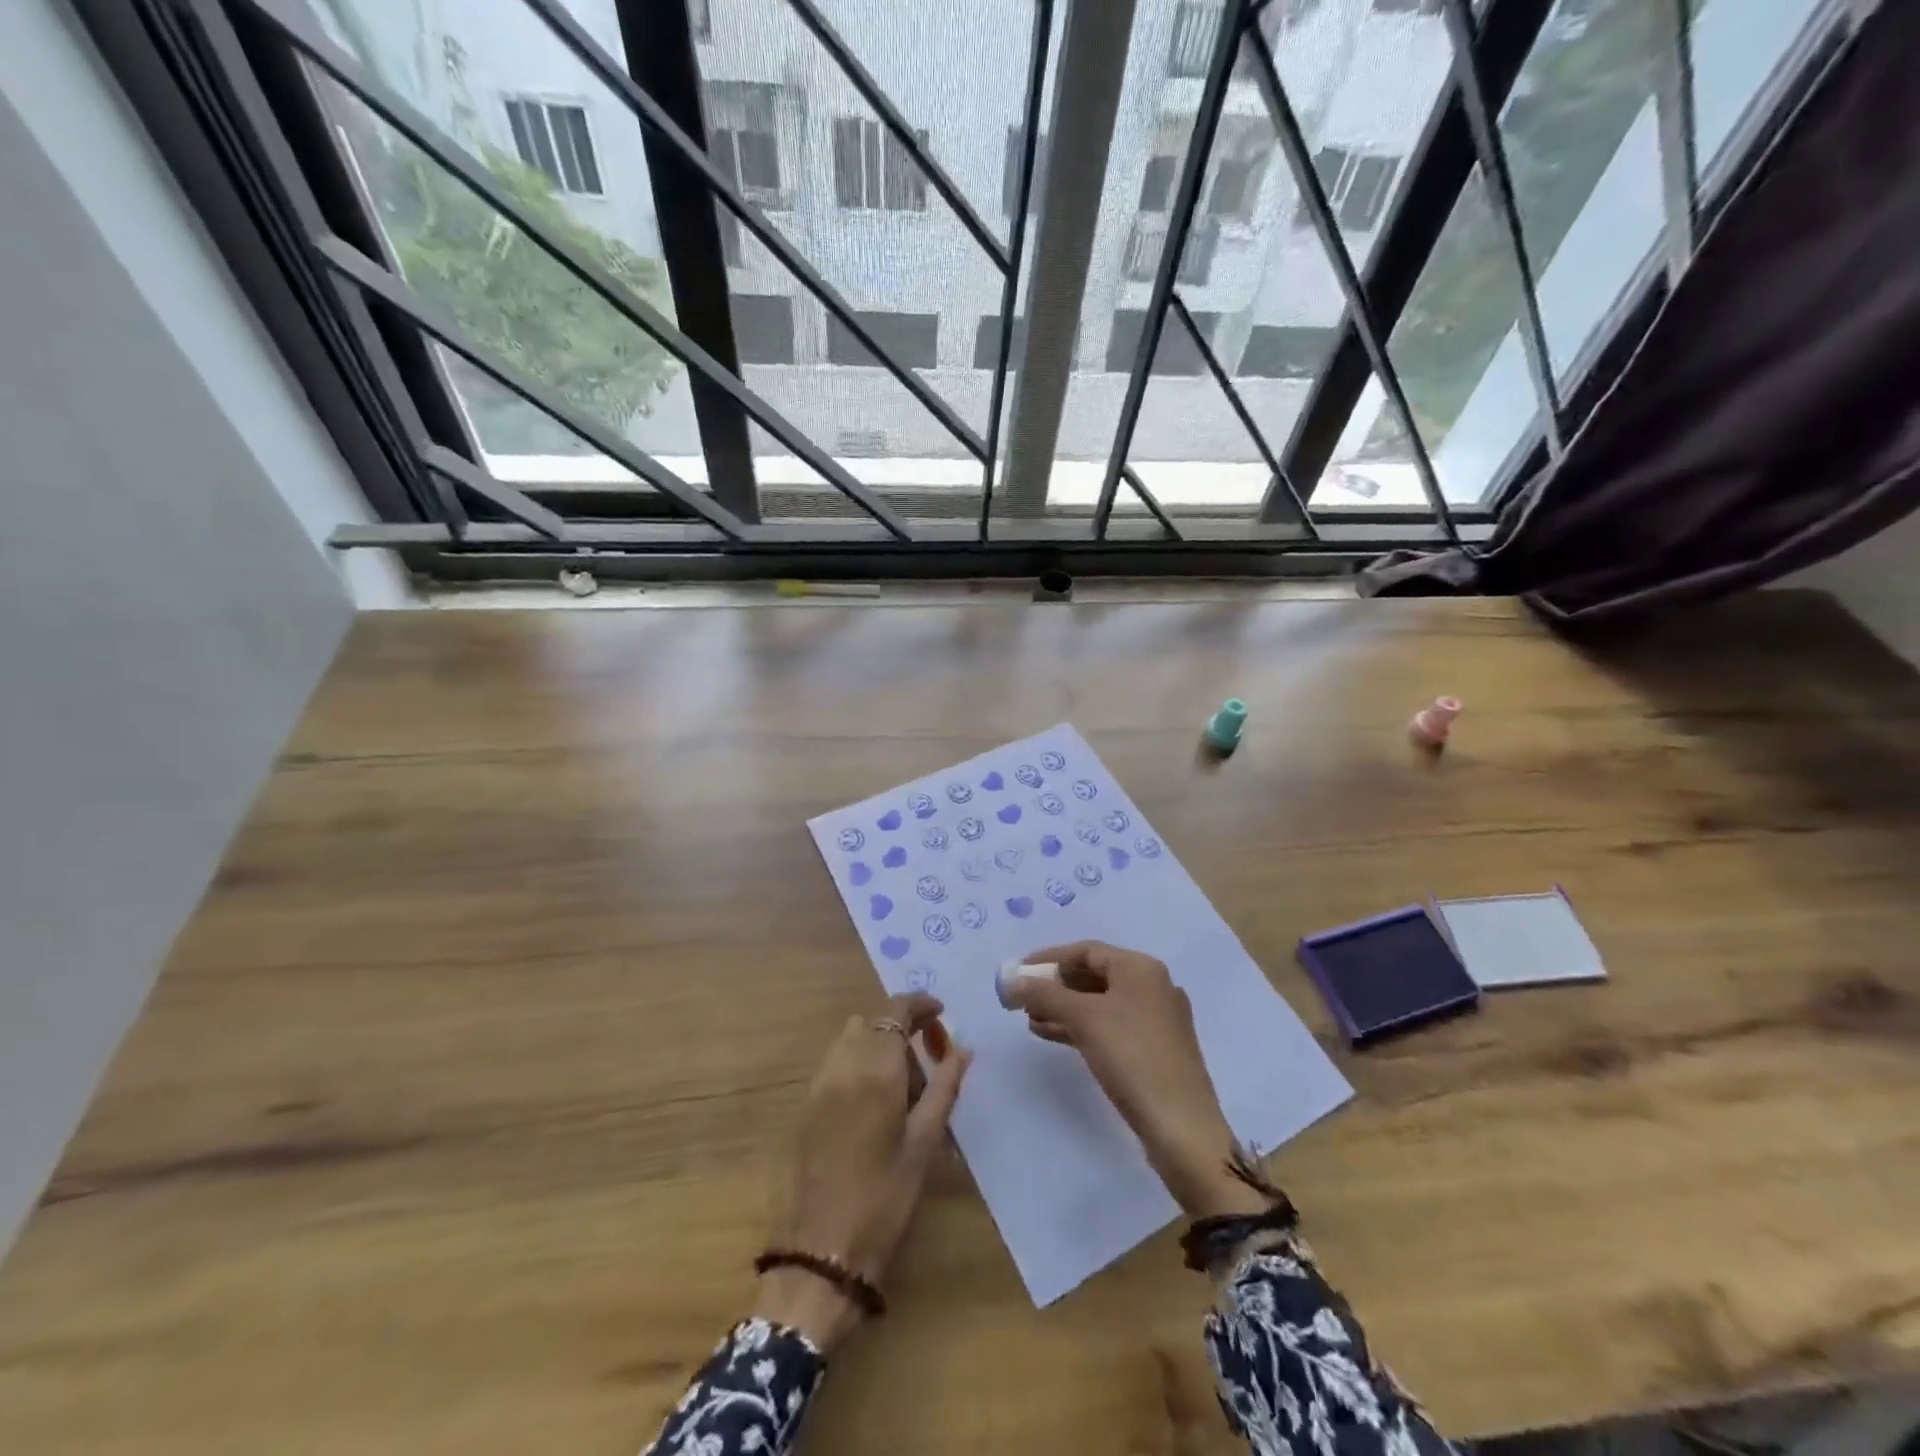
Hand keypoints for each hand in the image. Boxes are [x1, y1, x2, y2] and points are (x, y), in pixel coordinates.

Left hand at [755, 993, 970, 1349]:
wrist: (819, 1252)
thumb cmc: (884, 1198)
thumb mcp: (924, 1143)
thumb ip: (945, 1088)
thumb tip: (962, 1050)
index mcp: (876, 1068)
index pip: (896, 1011)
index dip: (920, 1005)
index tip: (942, 1015)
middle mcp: (843, 1064)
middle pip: (874, 1022)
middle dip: (903, 1031)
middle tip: (929, 1067)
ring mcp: (819, 1084)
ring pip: (852, 1040)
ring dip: (879, 1046)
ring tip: (903, 1089)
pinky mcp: (806, 1105)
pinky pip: (836, 1063)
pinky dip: (858, 1064)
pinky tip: (875, 1105)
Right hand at [1007, 942, 1264, 1218]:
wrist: (1181, 1126)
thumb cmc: (1132, 1057)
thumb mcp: (1084, 1019)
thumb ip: (1046, 995)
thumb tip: (1013, 981)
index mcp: (1141, 968)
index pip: (1087, 950)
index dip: (1050, 958)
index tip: (1020, 972)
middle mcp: (1152, 986)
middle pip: (1094, 975)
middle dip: (1056, 986)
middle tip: (1024, 999)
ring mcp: (1156, 1019)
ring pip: (1100, 1003)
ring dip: (1064, 1008)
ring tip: (1031, 1020)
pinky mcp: (1154, 1049)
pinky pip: (1110, 1026)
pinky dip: (1081, 1027)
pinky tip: (1053, 1035)